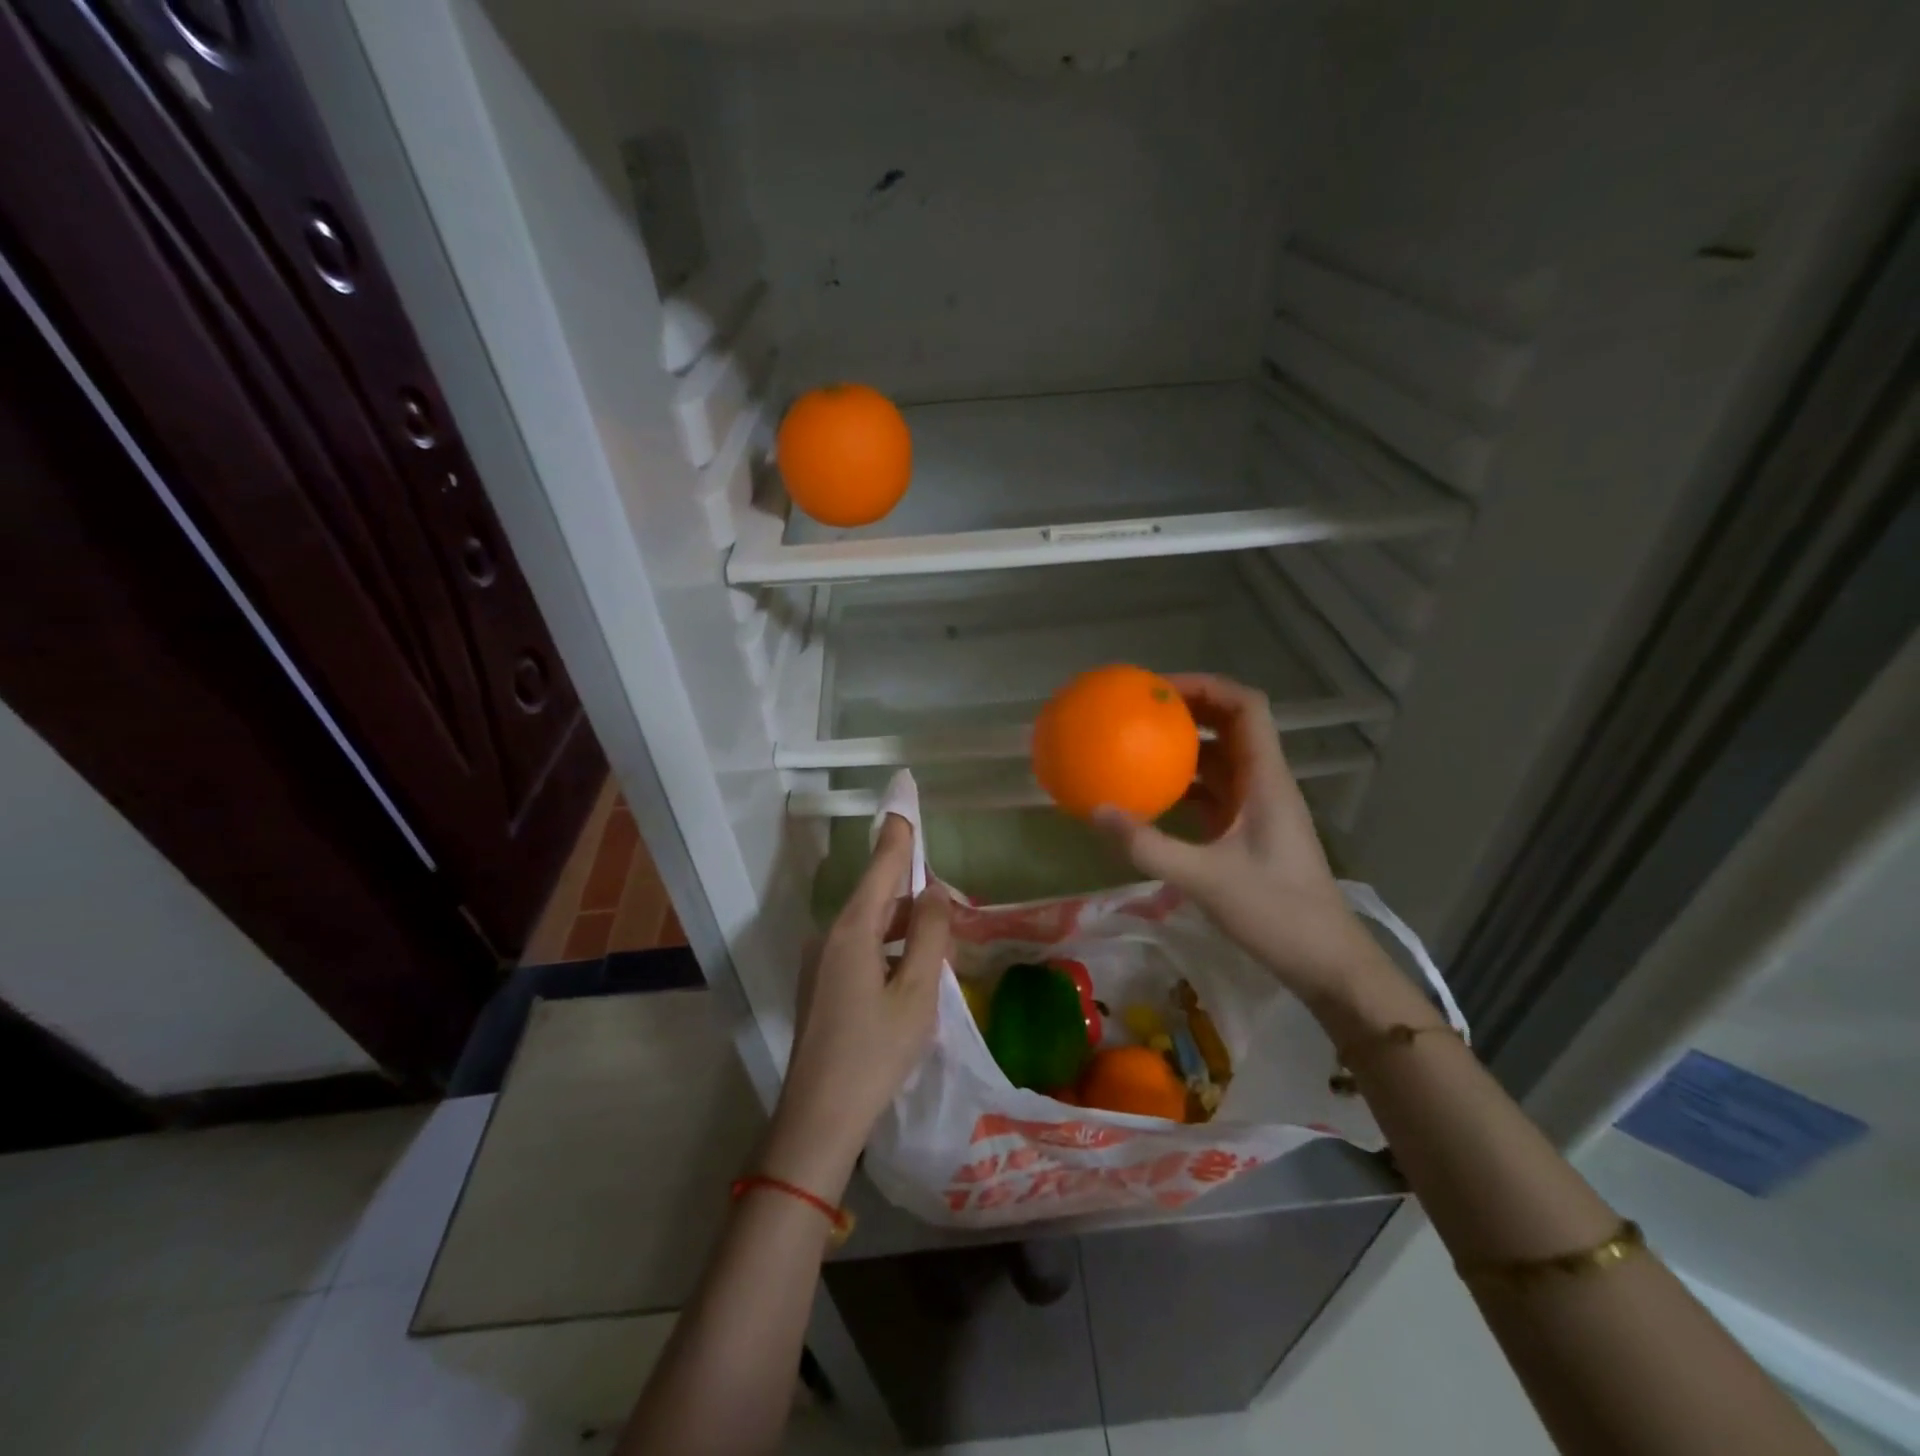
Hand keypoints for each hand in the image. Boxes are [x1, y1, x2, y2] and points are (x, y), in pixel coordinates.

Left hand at [761, 815, 950, 1200]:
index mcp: (853, 929)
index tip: (905, 795)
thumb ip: (929, 934)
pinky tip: (913, 968)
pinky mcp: (824, 985)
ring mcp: (823, 961)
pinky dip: (891, 945)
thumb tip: (935, 891)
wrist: (819, 1118)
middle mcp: (832, 935)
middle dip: (913, 889)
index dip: (899, 832)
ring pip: (871, 924)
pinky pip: (863, 947)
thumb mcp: (917, 992)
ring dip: (905, 923)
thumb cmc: (875, 1052)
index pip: (882, 865)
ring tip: (941, 936)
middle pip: (877, 894)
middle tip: (953, 904)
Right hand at [1094, 674, 1379, 1004]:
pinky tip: (1149, 795)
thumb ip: (1149, 846)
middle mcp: (1263, 783)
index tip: (1158, 689)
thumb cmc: (1276, 912)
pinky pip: (1212, 791)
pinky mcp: (1245, 832)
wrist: (1324, 962)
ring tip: (1137, 742)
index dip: (1205, 686)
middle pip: (1230, 725)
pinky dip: (1183, 783)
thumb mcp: (1206, 879)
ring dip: (1184, 746)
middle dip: (1188, 709)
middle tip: (1138, 710)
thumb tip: (1095, 812)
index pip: (1246, 707)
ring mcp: (1256, 808)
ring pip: (1220, 758)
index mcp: (1265, 779)